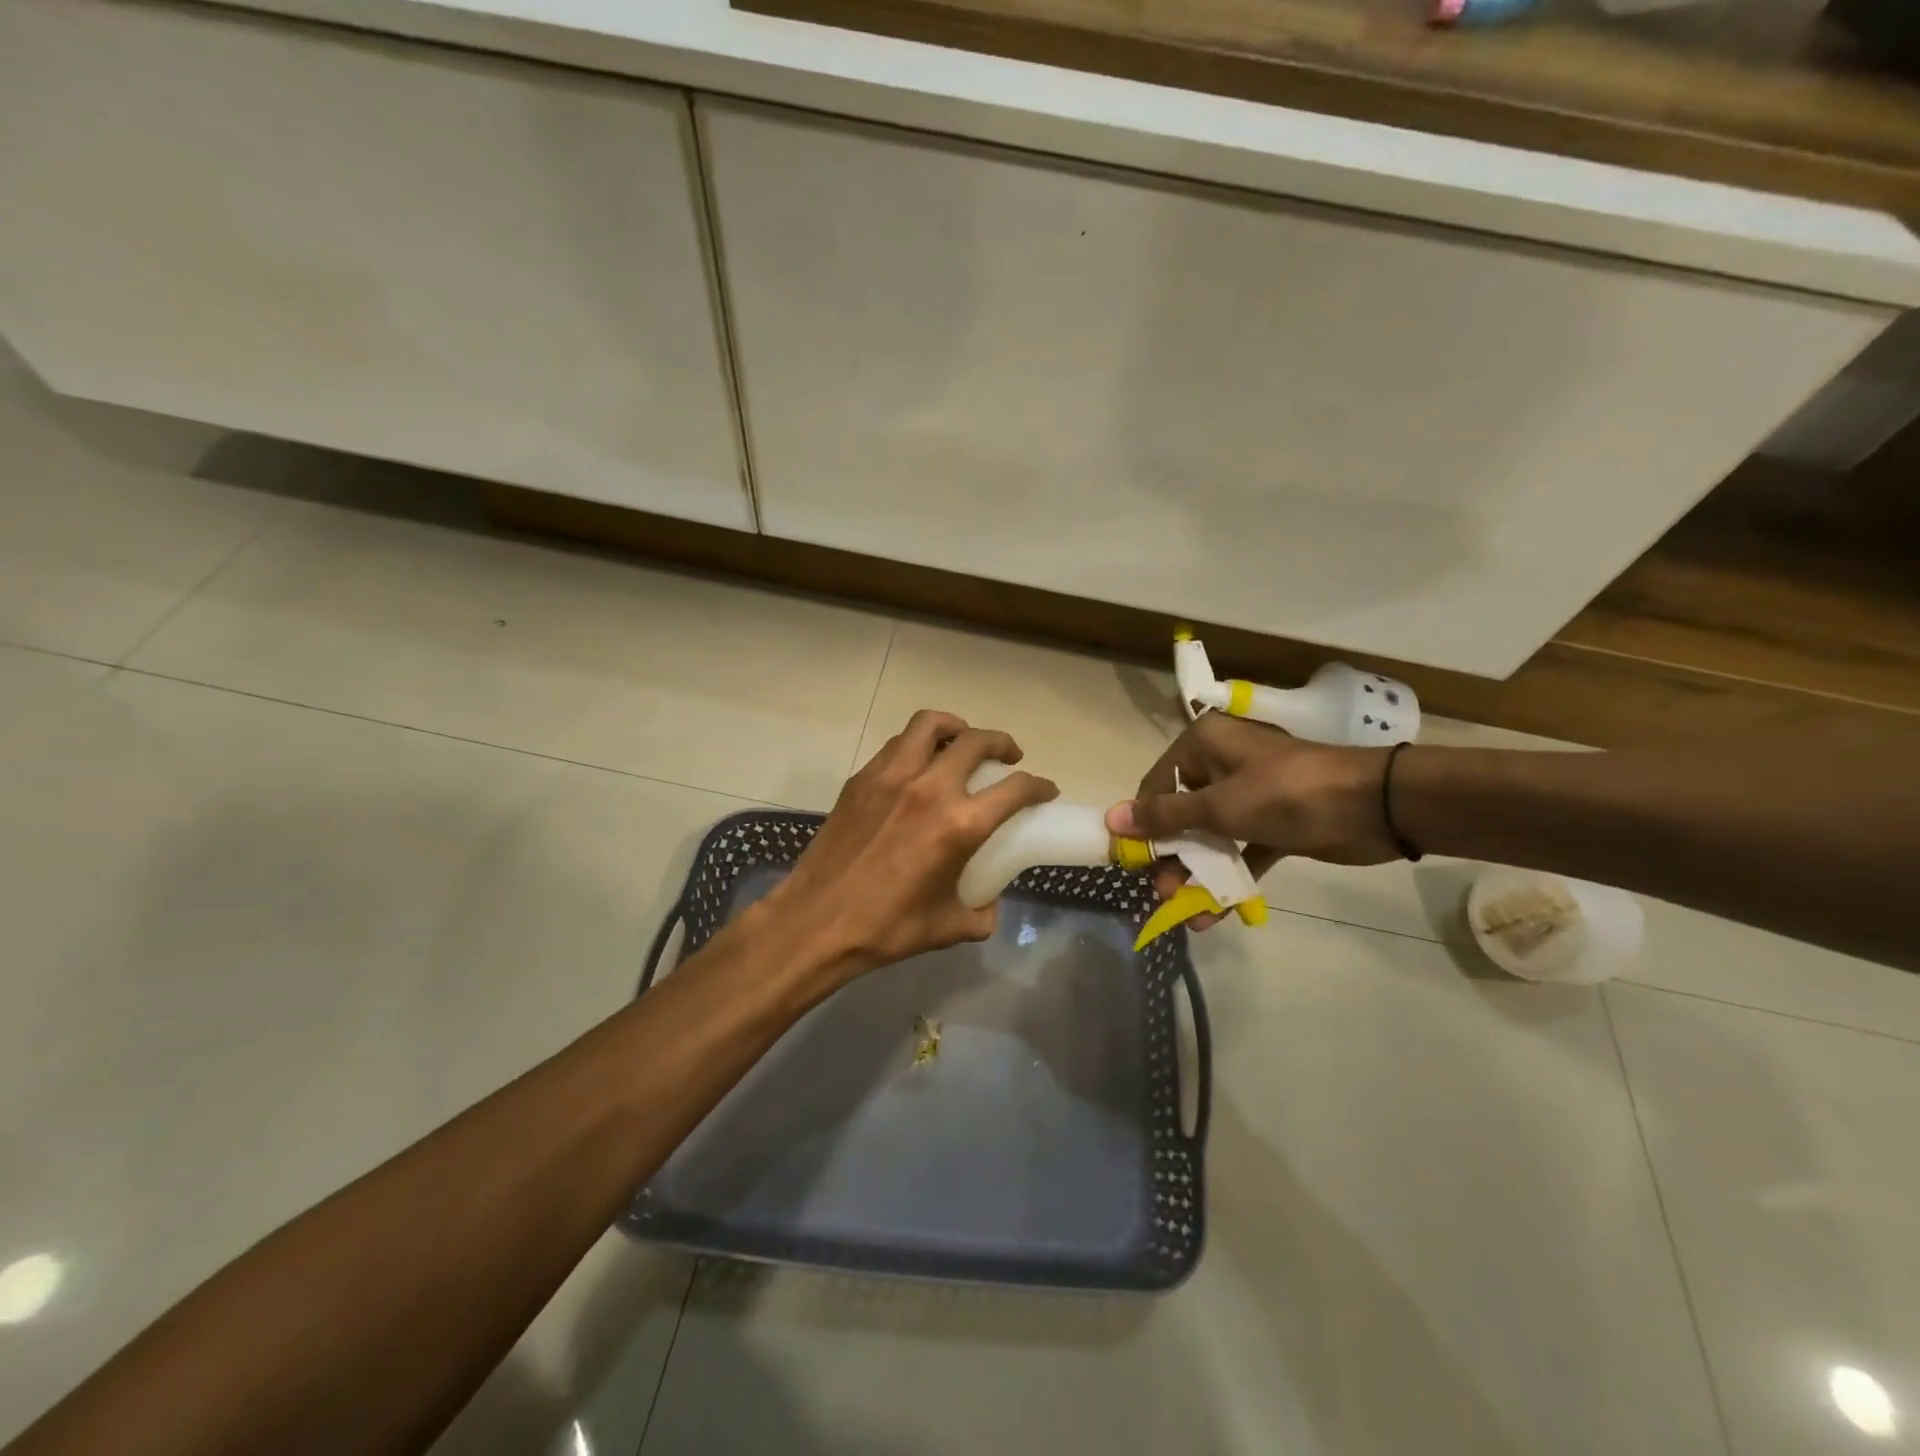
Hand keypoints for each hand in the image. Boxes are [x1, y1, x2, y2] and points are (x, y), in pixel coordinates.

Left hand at [756, 710, 1057, 992]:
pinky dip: (919, 744)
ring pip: (931, 725)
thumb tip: (989, 901)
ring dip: (957, 727)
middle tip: (1009, 756)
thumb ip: (981, 912)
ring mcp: (892, 777)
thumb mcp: (949, 927)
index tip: (1045, 789)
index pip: (1015, 788)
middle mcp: (930, 789)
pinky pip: (899, 744)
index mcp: (959, 825)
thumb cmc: (887, 928)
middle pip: (977, 741)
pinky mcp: (862, 778)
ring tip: (962, 742)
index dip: (1038, 785)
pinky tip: (920, 765)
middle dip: (1002, 742)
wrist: (817, 922)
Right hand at [1105, 713, 1393, 925]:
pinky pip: (1239, 851)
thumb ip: (1165, 816)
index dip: (1143, 823)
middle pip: (1181, 813)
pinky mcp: (1272, 824)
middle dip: (1170, 855)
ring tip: (1180, 909)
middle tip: (1158, 891)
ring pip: (1210, 836)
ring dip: (1196, 872)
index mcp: (1204, 745)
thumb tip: (1110, 818)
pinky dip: (1228, 878)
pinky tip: (1212, 914)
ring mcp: (1249, 796)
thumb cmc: (1287, 795)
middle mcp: (1221, 764)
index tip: (1133, 860)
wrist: (1374, 808)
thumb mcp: (1219, 806)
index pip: (1158, 784)